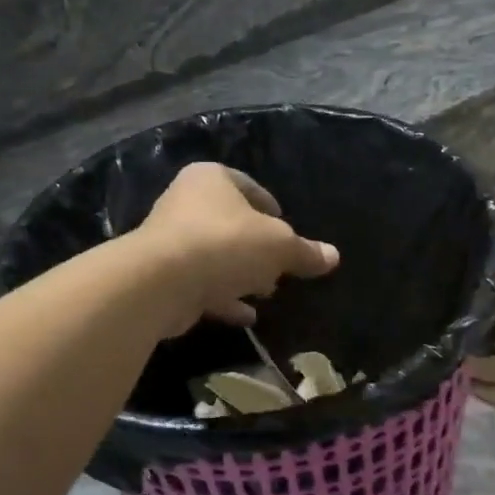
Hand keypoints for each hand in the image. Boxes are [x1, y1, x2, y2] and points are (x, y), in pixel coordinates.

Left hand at [136, 164, 339, 335]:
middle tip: (279, 265)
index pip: (248, 186)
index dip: (271, 207)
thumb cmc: (226, 244)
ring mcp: (170, 241)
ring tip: (267, 292)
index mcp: (211, 179)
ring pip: (215, 255)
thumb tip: (333, 257)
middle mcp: (186, 203)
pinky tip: (247, 315)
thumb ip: (305, 251)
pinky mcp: (162, 276)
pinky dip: (224, 298)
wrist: (161, 282)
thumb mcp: (279, 246)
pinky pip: (201, 284)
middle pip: (231, 223)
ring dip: (240, 274)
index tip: (287, 229)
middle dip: (256, 246)